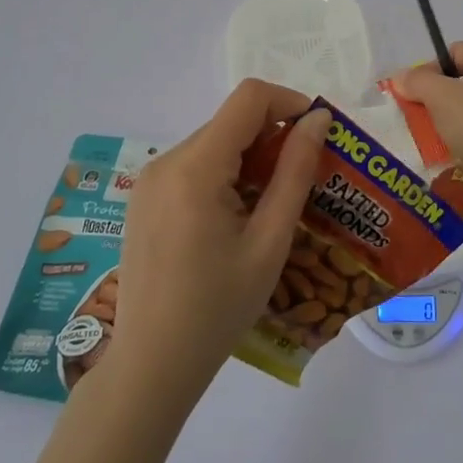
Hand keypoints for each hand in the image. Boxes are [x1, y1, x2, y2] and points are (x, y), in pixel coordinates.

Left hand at [101, 80, 330, 405]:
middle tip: (304, 179)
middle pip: (231, 120)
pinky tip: (237, 217)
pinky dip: (225, 173)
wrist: (152, 364)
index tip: (318, 134)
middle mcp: (166, 161)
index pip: (249, 98)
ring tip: (272, 205)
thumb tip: (318, 120)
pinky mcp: (144, 197)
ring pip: (214, 142)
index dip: (289, 103)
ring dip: (250, 157)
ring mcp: (150, 179)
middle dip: (273, 136)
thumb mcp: (270, 241)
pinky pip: (194, 164)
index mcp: (195, 167)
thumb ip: (295, 172)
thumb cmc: (219, 308)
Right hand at [392, 43, 462, 233]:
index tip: (410, 97)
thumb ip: (419, 83)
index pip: (457, 53)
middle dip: (438, 105)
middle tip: (417, 125)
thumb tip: (403, 77)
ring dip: (452, 132)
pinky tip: (456, 168)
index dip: (429, 71)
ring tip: (432, 150)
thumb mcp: (445, 99)